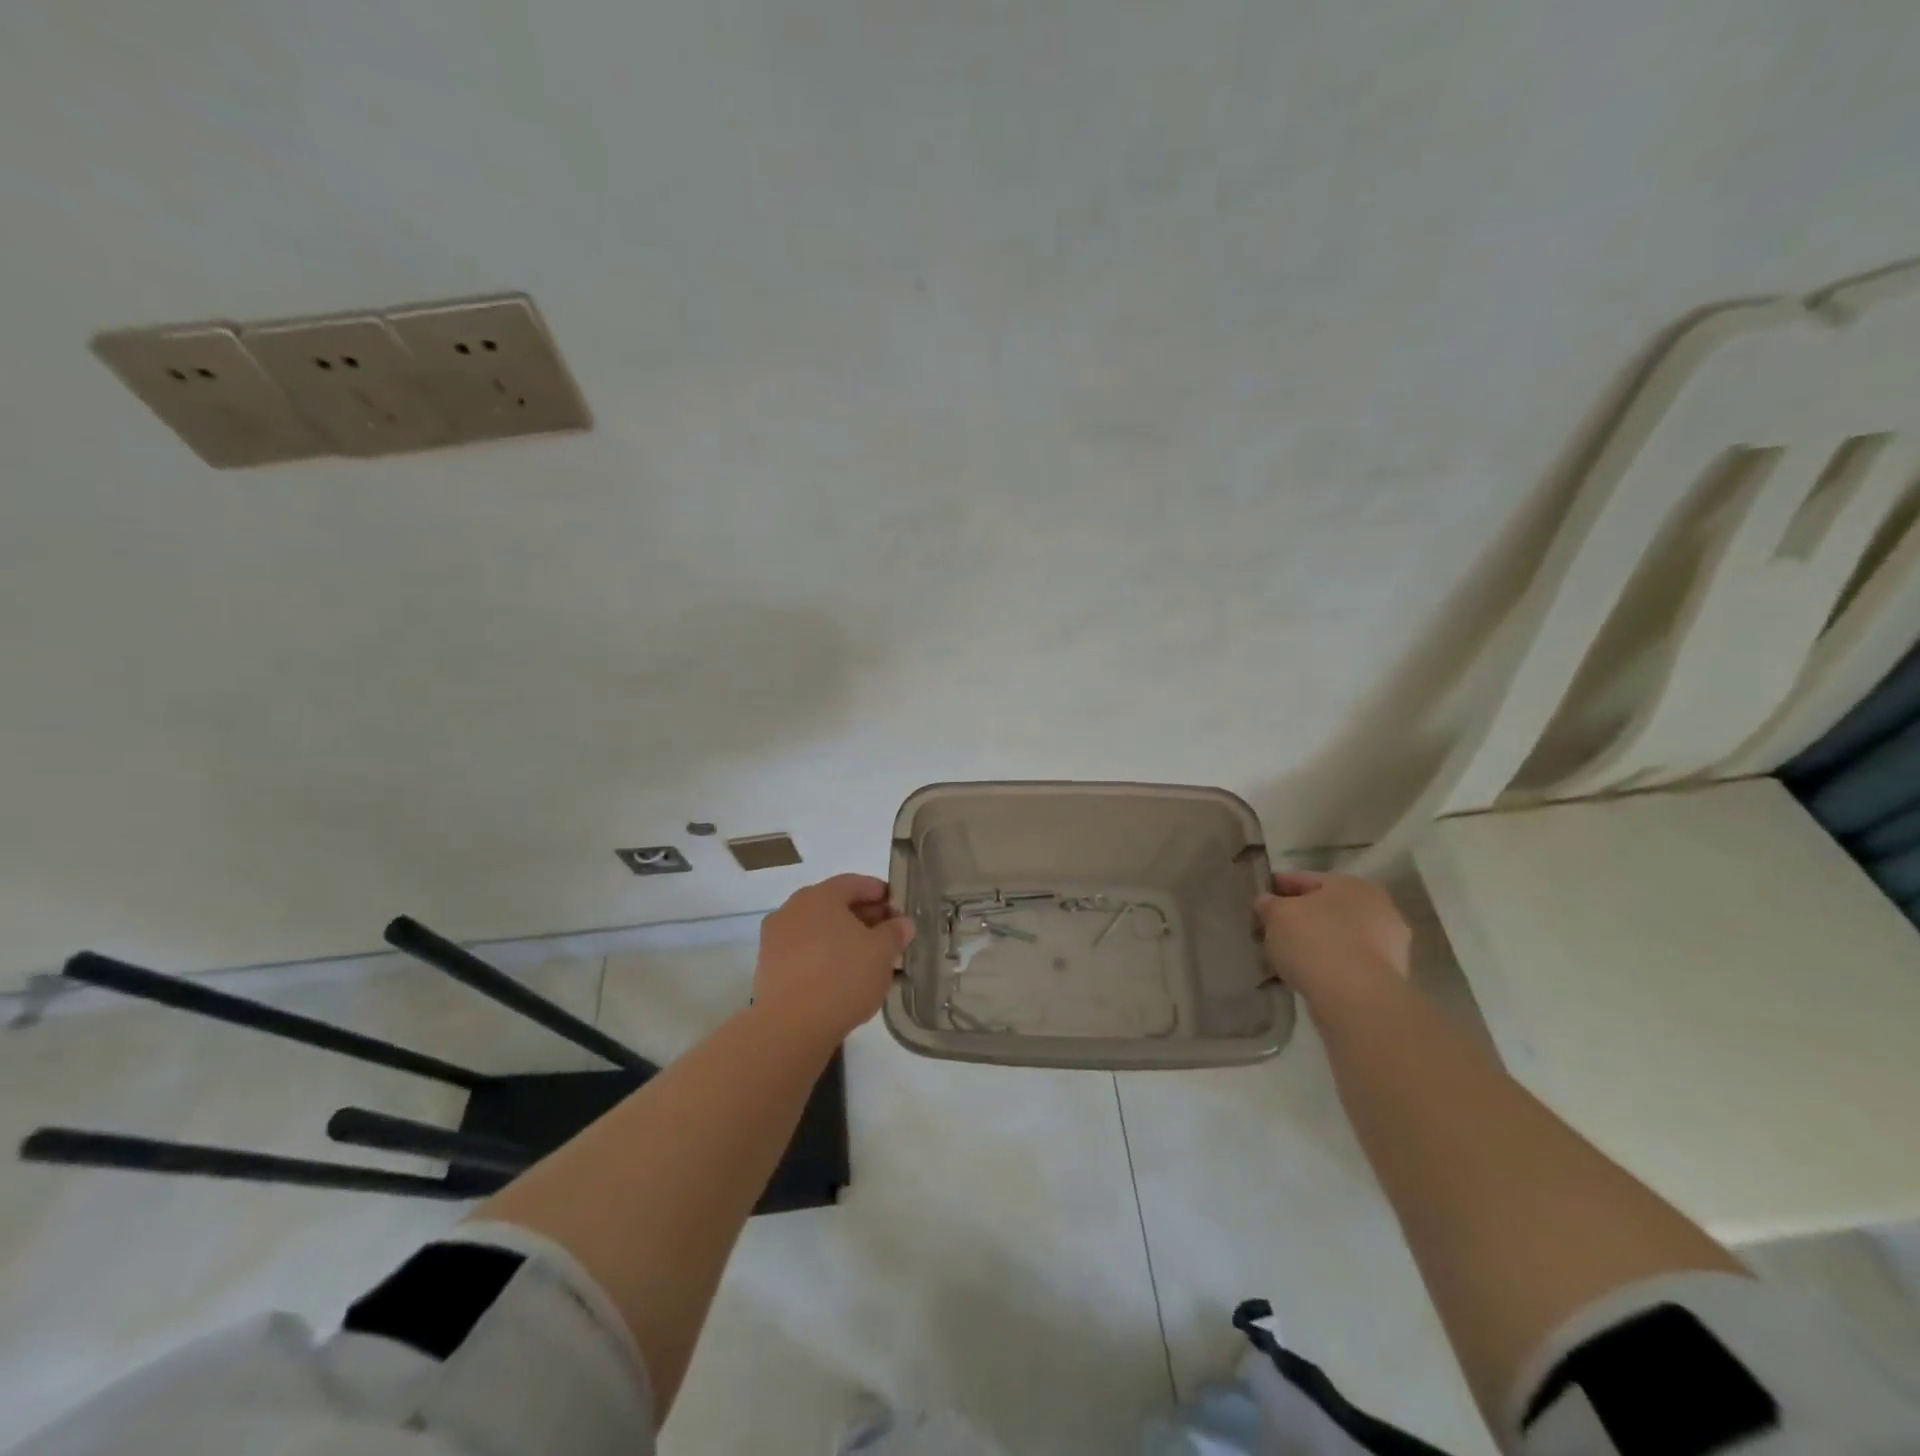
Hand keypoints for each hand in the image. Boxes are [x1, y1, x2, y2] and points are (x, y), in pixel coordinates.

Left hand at [752, 873, 914, 1045]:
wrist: (790, 1027)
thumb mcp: (882, 952)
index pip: (855, 883)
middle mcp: (793, 908)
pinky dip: (824, 958)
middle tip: (887, 937)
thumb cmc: (842, 977)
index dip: (880, 893)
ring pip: (818, 930)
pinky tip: (842, 979)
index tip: (898, 909)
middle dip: (863, 918)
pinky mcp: (768, 967)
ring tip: (868, 962)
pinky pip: (804, 952)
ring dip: (843, 939)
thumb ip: (894, 932)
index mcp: (820, 895)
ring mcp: (775, 938)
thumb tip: (901, 923)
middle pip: (834, 905)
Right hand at [1255, 871, 1410, 1010]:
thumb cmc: (1314, 942)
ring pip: (1338, 937)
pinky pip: (1347, 963)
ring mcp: (1390, 945)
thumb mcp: (1277, 915)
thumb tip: (1267, 903)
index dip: (1277, 888)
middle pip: (1325, 909)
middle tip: (1270, 931)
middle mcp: (1379, 908)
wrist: (1355, 998)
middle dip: (1299, 918)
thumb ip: (1269, 904)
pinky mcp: (1389, 977)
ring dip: (1314, 943)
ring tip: (1286, 957)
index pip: (1304, 880)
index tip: (1258, 901)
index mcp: (1352, 884)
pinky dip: (1328, 965)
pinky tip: (1307, 975)